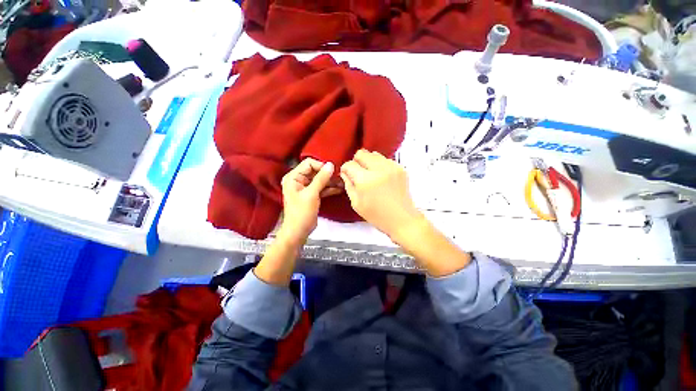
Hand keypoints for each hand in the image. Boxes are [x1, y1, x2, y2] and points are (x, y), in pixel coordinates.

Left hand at [279, 158, 336, 246]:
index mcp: (293, 177)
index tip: (333, 171)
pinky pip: (322, 188)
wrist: (298, 232)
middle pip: (316, 171)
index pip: (309, 163)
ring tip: (343, 183)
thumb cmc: (301, 213)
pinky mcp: (312, 194)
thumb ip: (321, 178)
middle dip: (328, 174)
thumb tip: (331, 165)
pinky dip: (330, 188)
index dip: (321, 166)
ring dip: (331, 182)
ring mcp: (305, 187)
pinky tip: (340, 189)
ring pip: (320, 180)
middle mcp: (298, 180)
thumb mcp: (312, 194)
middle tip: (341, 177)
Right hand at [340, 149, 423, 241]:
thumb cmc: (377, 215)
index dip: (345, 169)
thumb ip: (348, 185)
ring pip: (374, 154)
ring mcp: (391, 167)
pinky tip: (381, 176)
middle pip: (361, 153)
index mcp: (365, 180)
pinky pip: (385, 159)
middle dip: (356, 162)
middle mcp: (378, 169)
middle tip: (358, 173)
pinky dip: (380, 165)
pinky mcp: (400, 168)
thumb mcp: (356, 203)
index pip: (349, 164)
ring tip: (370, 174)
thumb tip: (345, 173)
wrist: (402, 219)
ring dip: (368, 162)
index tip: (346, 174)